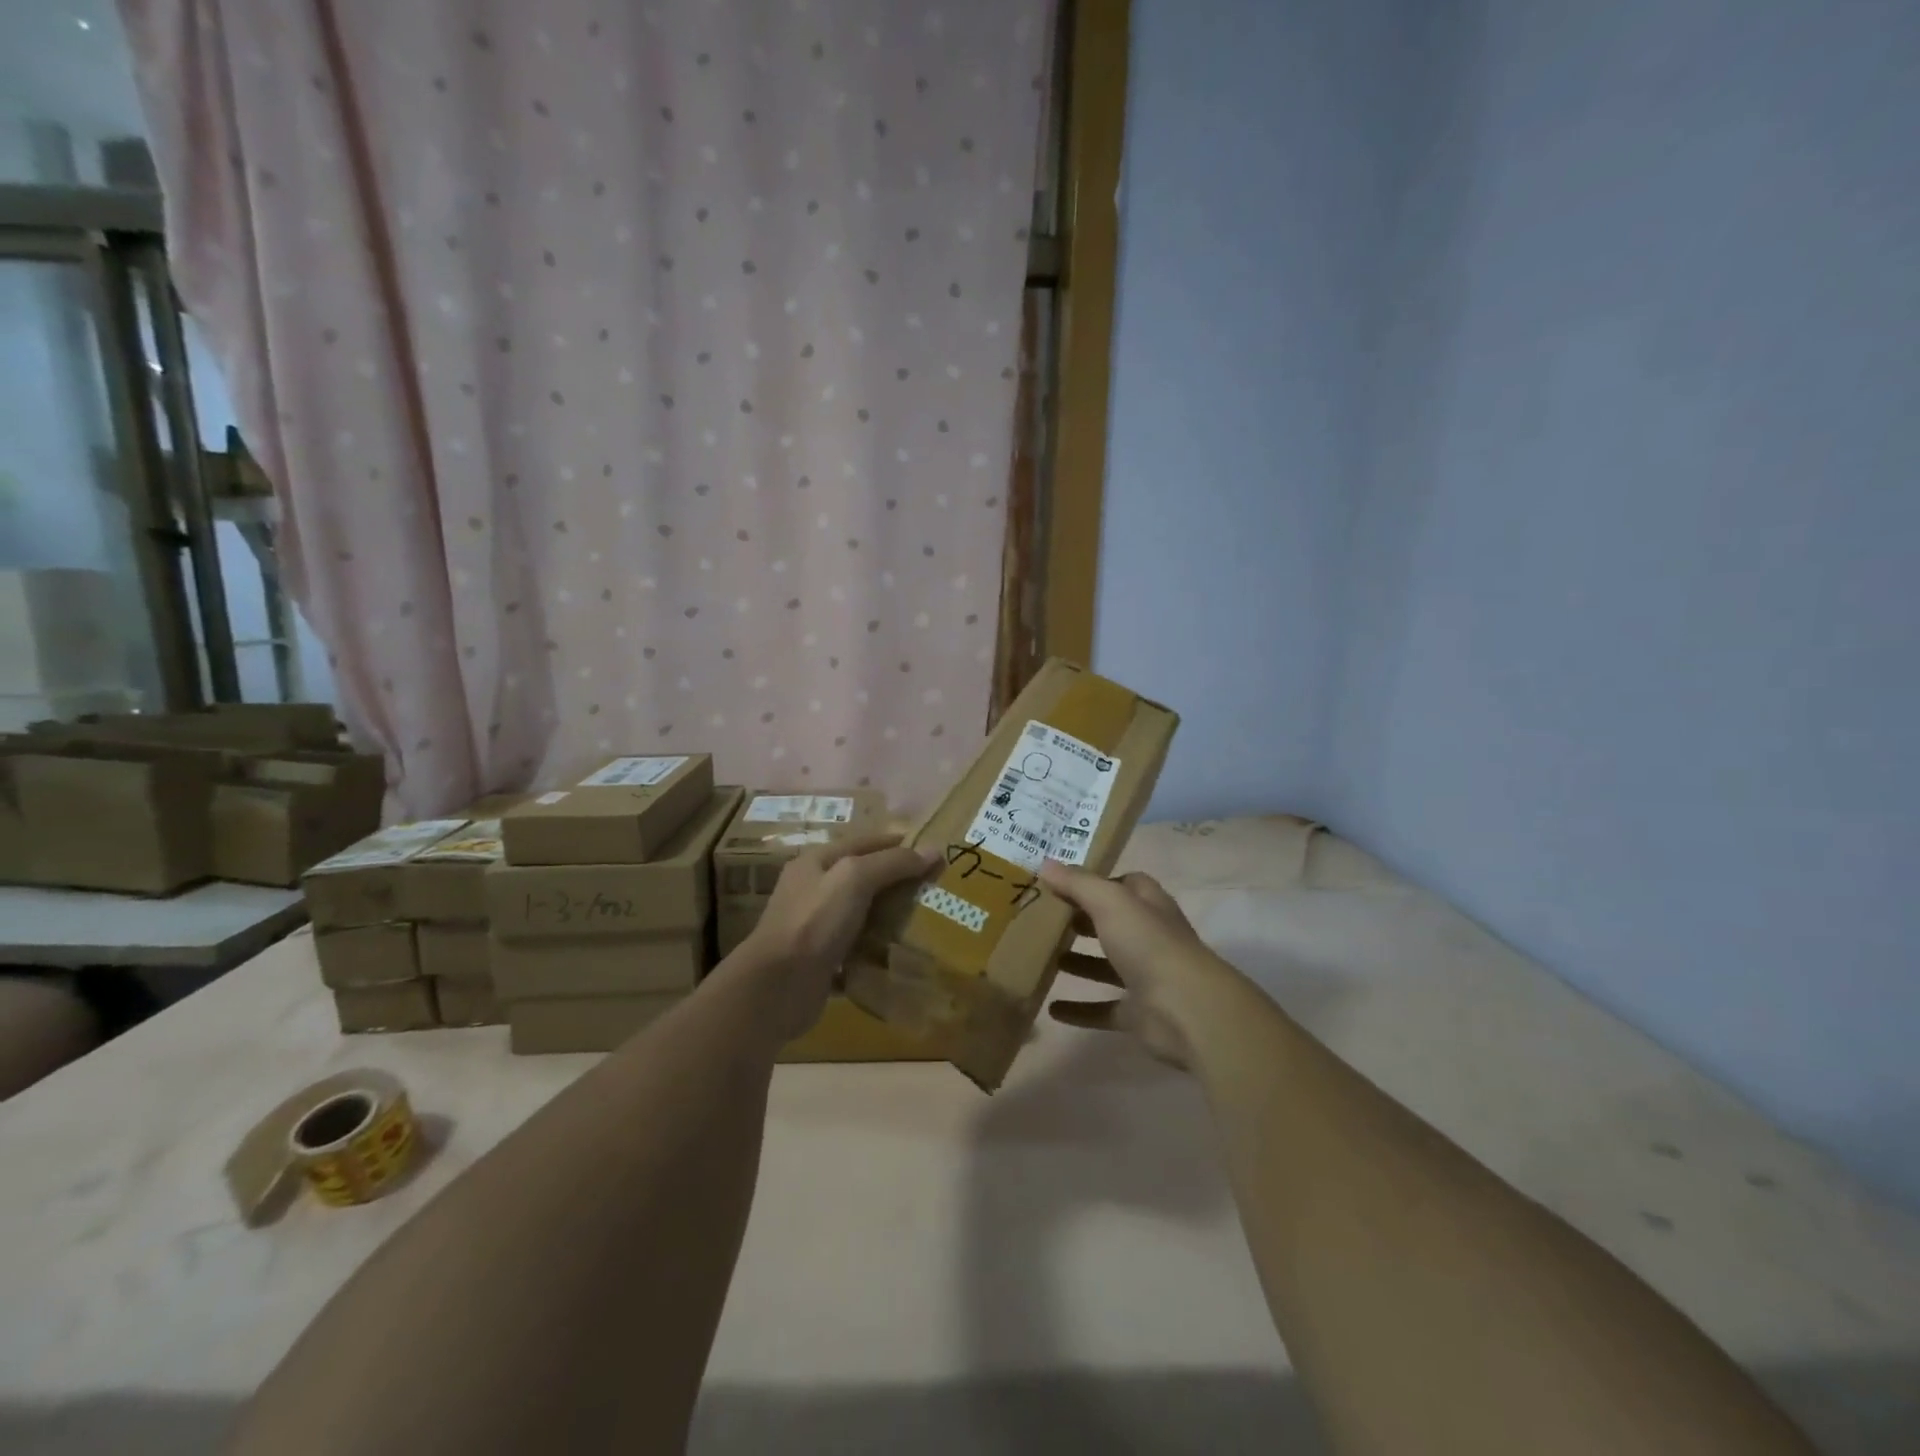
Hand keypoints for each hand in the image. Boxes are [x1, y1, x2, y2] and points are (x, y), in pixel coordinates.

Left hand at [737, 835, 939, 1038]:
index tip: (936, 853)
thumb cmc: (814, 922)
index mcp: (816, 862)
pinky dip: (878, 952)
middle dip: (899, 882)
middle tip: (937, 890)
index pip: (866, 843)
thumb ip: (892, 863)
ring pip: (862, 915)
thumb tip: (934, 851)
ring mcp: (815, 928)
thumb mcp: (854, 879)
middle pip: (864, 879)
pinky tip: (903, 956)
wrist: (776, 987)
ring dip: (890, 918)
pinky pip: (857, 950)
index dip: (900, 844)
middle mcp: (813, 890)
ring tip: (928, 922)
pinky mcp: (822, 961)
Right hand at [1040, 860, 1241, 1067]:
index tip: (1061, 883)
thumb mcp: (1110, 902)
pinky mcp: (1138, 1013)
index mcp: (1148, 906)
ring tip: (1044, 959)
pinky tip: (1052, 1009)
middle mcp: (1149, 937)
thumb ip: (1078, 883)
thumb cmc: (1148, 944)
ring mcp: (1145, 977)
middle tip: (1044, 920)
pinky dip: (1080, 1010)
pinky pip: (1103, 1009)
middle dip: (1082, 921)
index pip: (1124, 884)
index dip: (1096, 881)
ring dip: (1079, 963)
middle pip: (1113, 923)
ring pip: (1106, 966)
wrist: (1186, 1009)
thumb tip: (1045, 863)